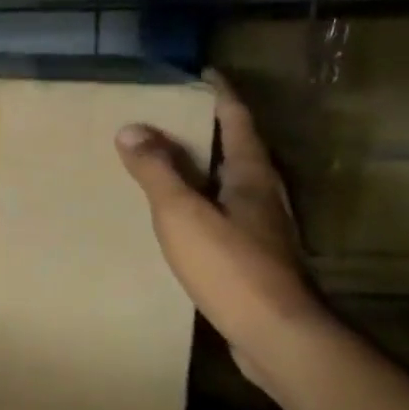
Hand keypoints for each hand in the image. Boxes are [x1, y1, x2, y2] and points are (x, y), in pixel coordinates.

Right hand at [115, 70, 327, 392]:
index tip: (203, 74)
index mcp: (251, 175)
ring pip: (233, 183)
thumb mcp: (182, 212)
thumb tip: (131, 128)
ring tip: (173, 162)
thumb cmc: (230, 266)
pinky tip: (186, 217)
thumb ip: (157, 170)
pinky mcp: (258, 257)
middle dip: (212, 129)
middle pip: (240, 149)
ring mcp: (264, 228)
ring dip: (208, 167)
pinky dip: (205, 201)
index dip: (220, 94)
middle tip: (175, 116)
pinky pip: (227, 213)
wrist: (277, 335)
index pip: (238, 119)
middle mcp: (263, 195)